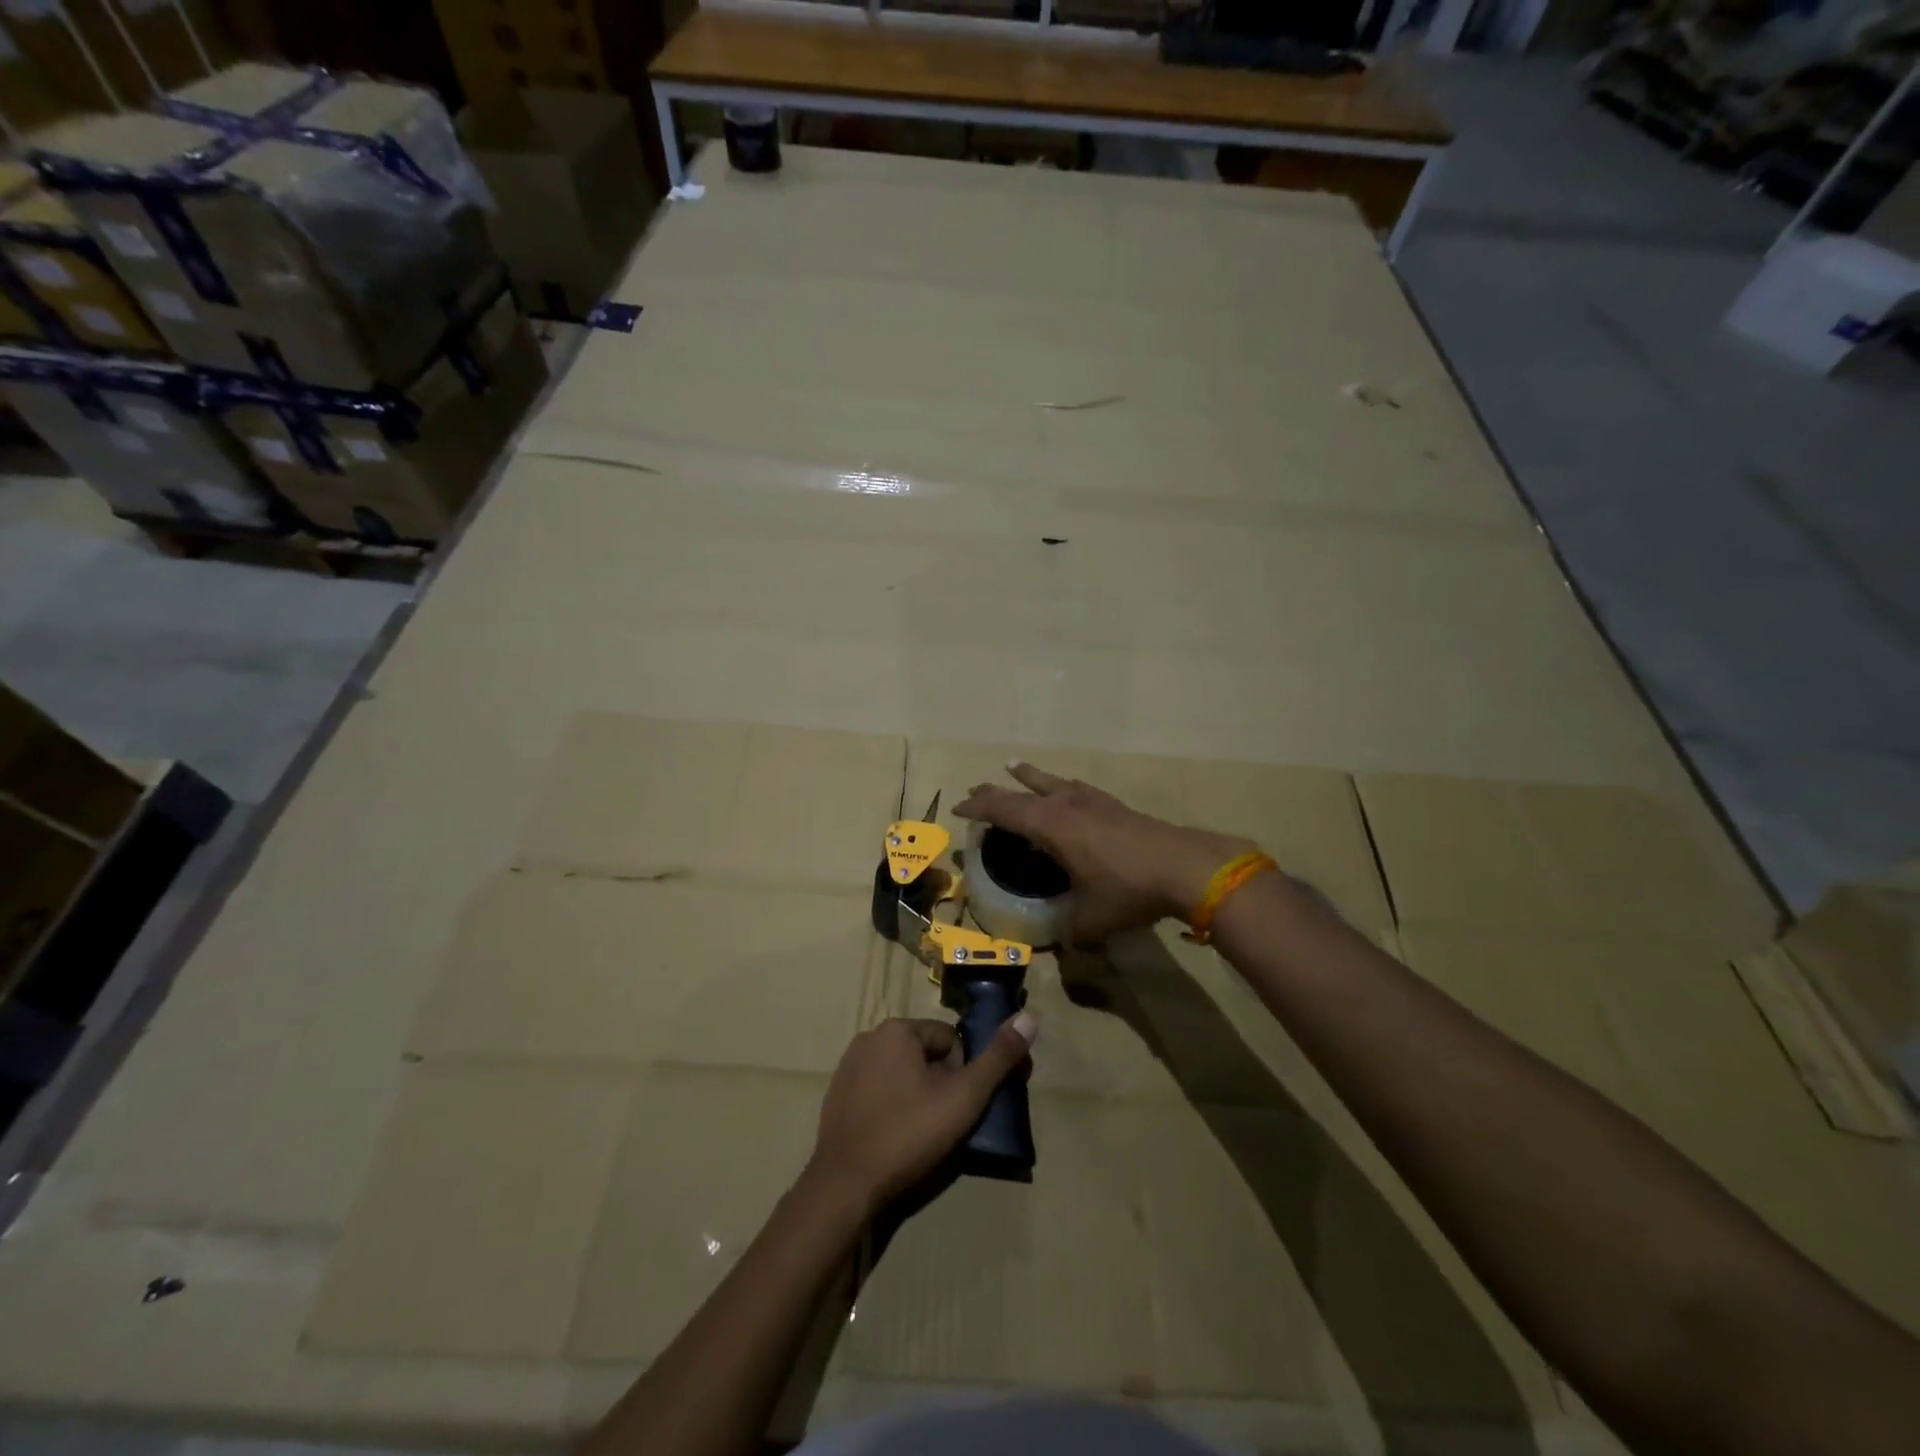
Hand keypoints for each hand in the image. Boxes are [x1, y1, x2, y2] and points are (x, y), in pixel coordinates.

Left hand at [806, 1016, 1035, 1216]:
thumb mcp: (964, 1096)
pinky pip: (877, 1091)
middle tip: (942, 1123)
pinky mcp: (837, 1095)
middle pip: (925, 1055)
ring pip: (901, 1073)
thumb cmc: (909, 1134)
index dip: (962, 1074)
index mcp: (897, 1029)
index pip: (950, 1040)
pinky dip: (891, 1108)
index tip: (958, 1107)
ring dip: (916, 1095)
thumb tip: (1030, 1018)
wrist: (845, 1185)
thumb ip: (998, 1058)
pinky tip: (894, 1138)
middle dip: (939, 1084)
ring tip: (919, 1134)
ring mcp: (848, 1066)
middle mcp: (869, 1037)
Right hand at [954, 763, 1253, 943]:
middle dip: (996, 792)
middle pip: (1023, 792)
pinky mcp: (1115, 806)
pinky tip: (1068, 789)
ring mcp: (1093, 801)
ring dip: (1030, 778)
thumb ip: (1069, 932)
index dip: (979, 808)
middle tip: (976, 790)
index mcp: (1051, 826)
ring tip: (1015, 768)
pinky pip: (1076, 788)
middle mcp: (1067, 805)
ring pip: (1052, 782)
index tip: (958, 809)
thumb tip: (1062, 944)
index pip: (1004, 810)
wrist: (1185, 867)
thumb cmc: (1128, 889)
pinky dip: (1060, 785)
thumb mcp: (1090, 919)